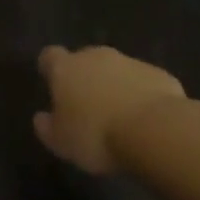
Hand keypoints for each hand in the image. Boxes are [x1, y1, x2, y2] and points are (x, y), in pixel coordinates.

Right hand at [33, 45, 185, 174]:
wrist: (155, 130)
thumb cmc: (96, 135)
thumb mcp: (61, 142)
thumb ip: (47, 127)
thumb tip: (41, 118)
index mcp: (66, 68)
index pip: (50, 56)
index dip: (49, 69)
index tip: (51, 84)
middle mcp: (96, 57)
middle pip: (85, 60)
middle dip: (85, 78)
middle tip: (86, 106)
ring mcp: (130, 62)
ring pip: (115, 70)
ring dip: (114, 86)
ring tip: (118, 117)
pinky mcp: (158, 74)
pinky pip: (142, 82)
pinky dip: (140, 94)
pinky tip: (144, 119)